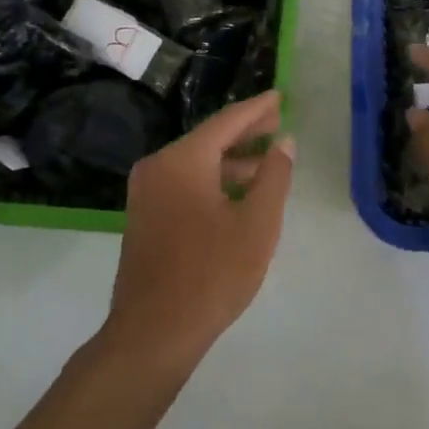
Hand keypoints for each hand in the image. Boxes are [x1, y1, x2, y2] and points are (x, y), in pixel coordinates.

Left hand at [104, 90, 295, 369]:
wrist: (153, 332)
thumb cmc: (211, 274)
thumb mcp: (257, 224)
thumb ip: (274, 176)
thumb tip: (283, 142)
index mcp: (183, 160)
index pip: (227, 122)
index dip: (257, 109)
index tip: (279, 96)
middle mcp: (158, 166)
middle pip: (209, 139)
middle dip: (245, 132)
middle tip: (277, 122)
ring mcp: (146, 192)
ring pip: (196, 163)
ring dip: (231, 160)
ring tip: (267, 161)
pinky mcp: (145, 215)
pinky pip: (184, 183)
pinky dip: (213, 180)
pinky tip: (238, 193)